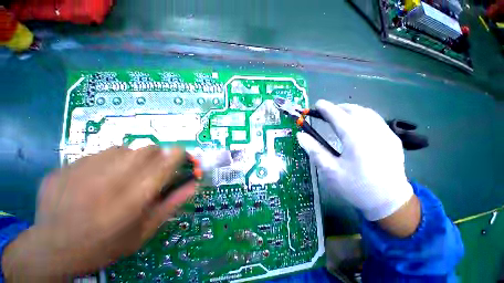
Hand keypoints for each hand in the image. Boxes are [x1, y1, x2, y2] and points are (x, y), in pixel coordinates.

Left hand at [2, 146, 195, 280]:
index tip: (181, 155)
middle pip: (148, 150)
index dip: (179, 155)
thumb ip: (172, 204)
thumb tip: (194, 183)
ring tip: (124, 175)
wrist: (52, 250)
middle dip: (158, 155)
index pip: (167, 163)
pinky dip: (108, 161)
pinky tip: (99, 178)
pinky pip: (99, 153)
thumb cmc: (106, 245)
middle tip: (152, 169)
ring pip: (125, 148)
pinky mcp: (66, 167)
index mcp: (134, 199)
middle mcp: (111, 181)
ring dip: (133, 158)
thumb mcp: (145, 231)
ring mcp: (84, 171)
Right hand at [297, 101, 418, 232]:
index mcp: (356, 139)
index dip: (326, 108)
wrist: (389, 202)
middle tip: (326, 112)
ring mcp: (386, 134)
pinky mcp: (392, 139)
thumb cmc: (356, 187)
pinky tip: (356, 124)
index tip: (317, 104)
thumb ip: (314, 150)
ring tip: (339, 115)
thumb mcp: (330, 170)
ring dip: (351, 110)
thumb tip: (300, 135)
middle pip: (354, 110)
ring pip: (367, 112)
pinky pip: (376, 120)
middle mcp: (373, 131)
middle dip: (338, 107)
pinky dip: (362, 116)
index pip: (338, 116)